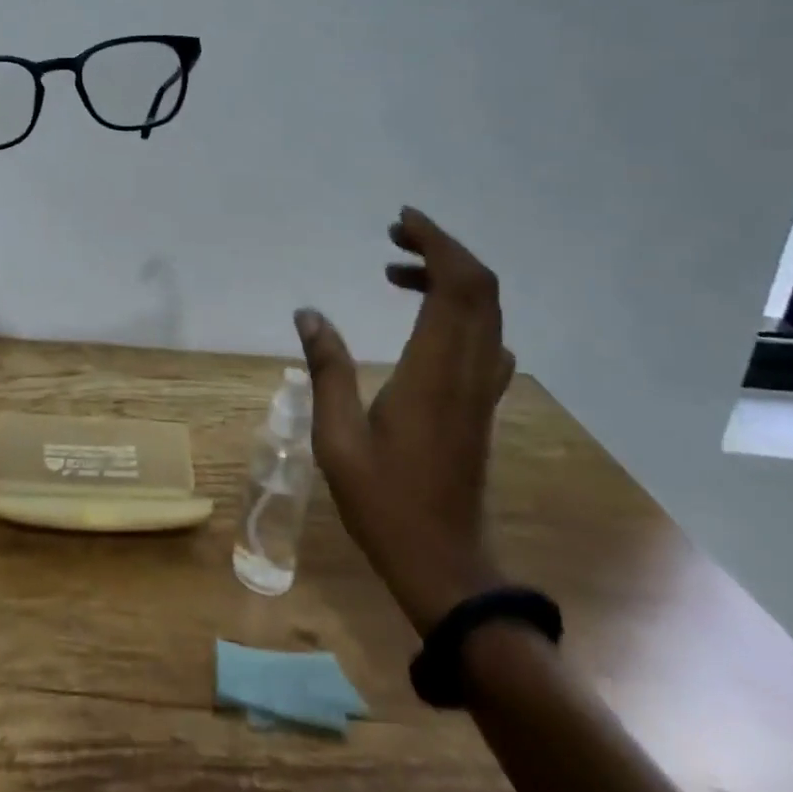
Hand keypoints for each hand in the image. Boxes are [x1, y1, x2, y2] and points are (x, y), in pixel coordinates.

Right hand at [296, 207, 514, 634]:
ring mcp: (481, 389)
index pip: (457, 286)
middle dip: (442, 249)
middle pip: (480, 289)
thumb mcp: (338, 437)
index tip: (401, 223)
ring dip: (449, 277)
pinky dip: (459, 310)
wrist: (446, 568)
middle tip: (394, 236)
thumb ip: (326, 368)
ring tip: (395, 270)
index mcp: (435, 371)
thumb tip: (307, 313)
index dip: (437, 243)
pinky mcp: (481, 405)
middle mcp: (469, 370)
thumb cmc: (385, 503)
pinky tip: (426, 321)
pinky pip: (484, 339)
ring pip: (485, 312)